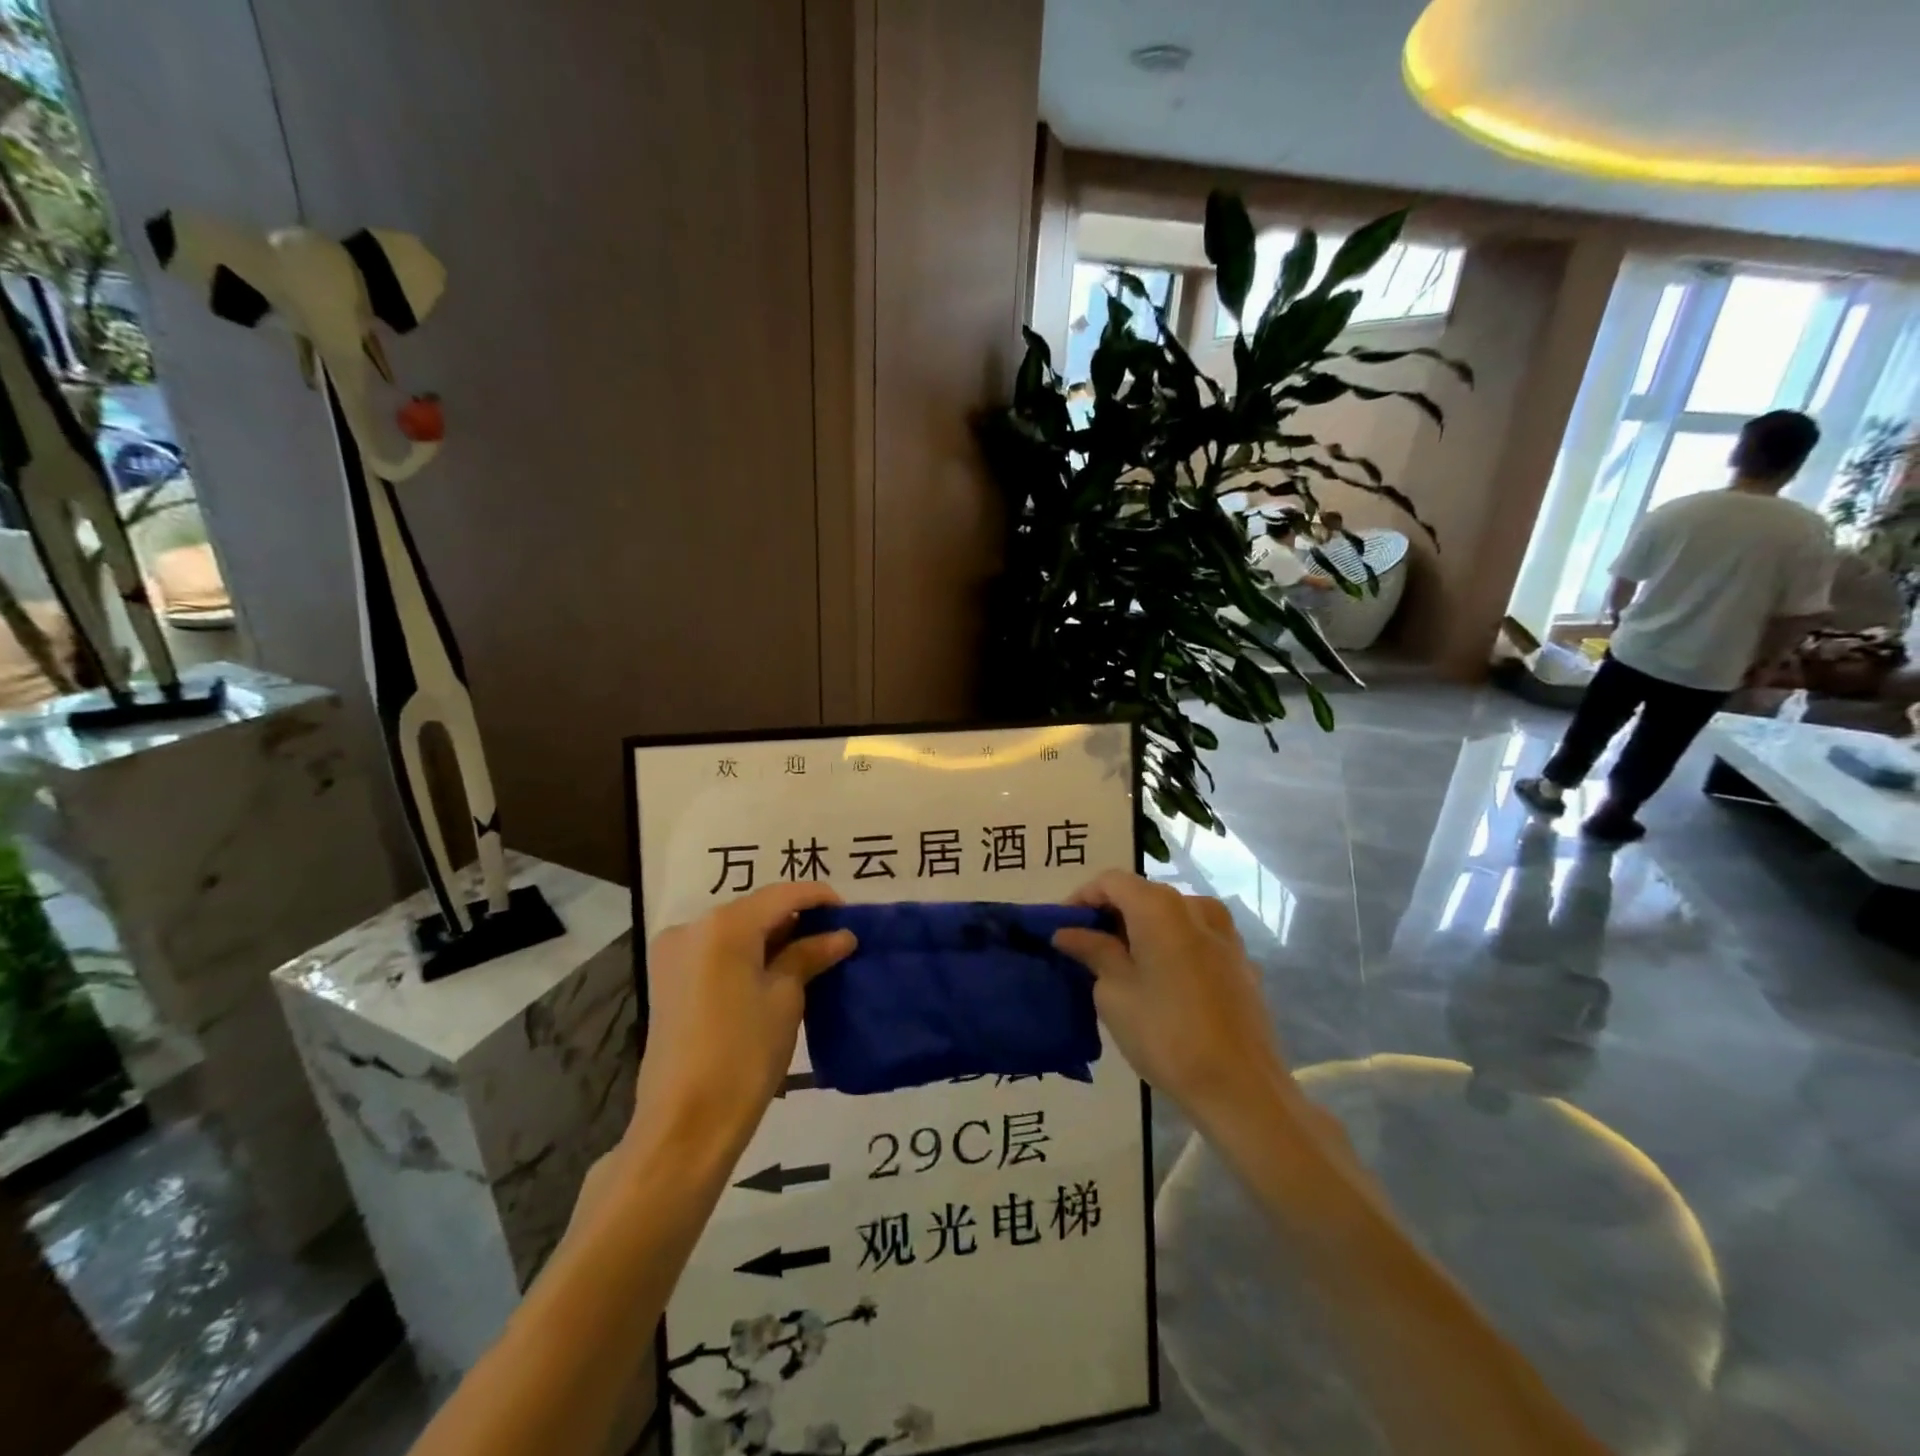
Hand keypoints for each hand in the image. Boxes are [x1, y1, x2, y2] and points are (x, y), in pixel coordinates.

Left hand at [633, 883, 855, 1148]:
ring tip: (809, 954)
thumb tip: (841, 935)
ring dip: (771, 936)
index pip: (782, 894)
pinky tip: (773, 969)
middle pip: (755, 908)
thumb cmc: (744, 1055)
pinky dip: (746, 952)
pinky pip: (716, 949)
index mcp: (724, 925)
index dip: (819, 898)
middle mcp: (692, 926)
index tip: (849, 912)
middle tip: (833, 936)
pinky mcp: (667, 977)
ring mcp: (674, 952)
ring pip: (735, 928)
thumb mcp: (785, 999)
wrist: (684, 1124)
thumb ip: (809, 955)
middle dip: (795, 918)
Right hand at [1053, 871, 1288, 1124]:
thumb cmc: (1166, 1034)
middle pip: (1142, 895)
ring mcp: (1225, 934)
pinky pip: (1194, 939)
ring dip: (1141, 932)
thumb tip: (1068, 932)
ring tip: (1121, 968)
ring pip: (1170, 917)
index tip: (1062, 928)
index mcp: (1161, 907)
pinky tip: (1160, 984)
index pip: (1111, 881)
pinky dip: (1170, 948)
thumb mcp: (1114, 993)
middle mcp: (1196, 907)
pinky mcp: (1240, 961)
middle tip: (1085, 950)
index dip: (1082, 898)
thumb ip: (1092, 951)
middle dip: (1111, 916)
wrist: (1242, 1089)